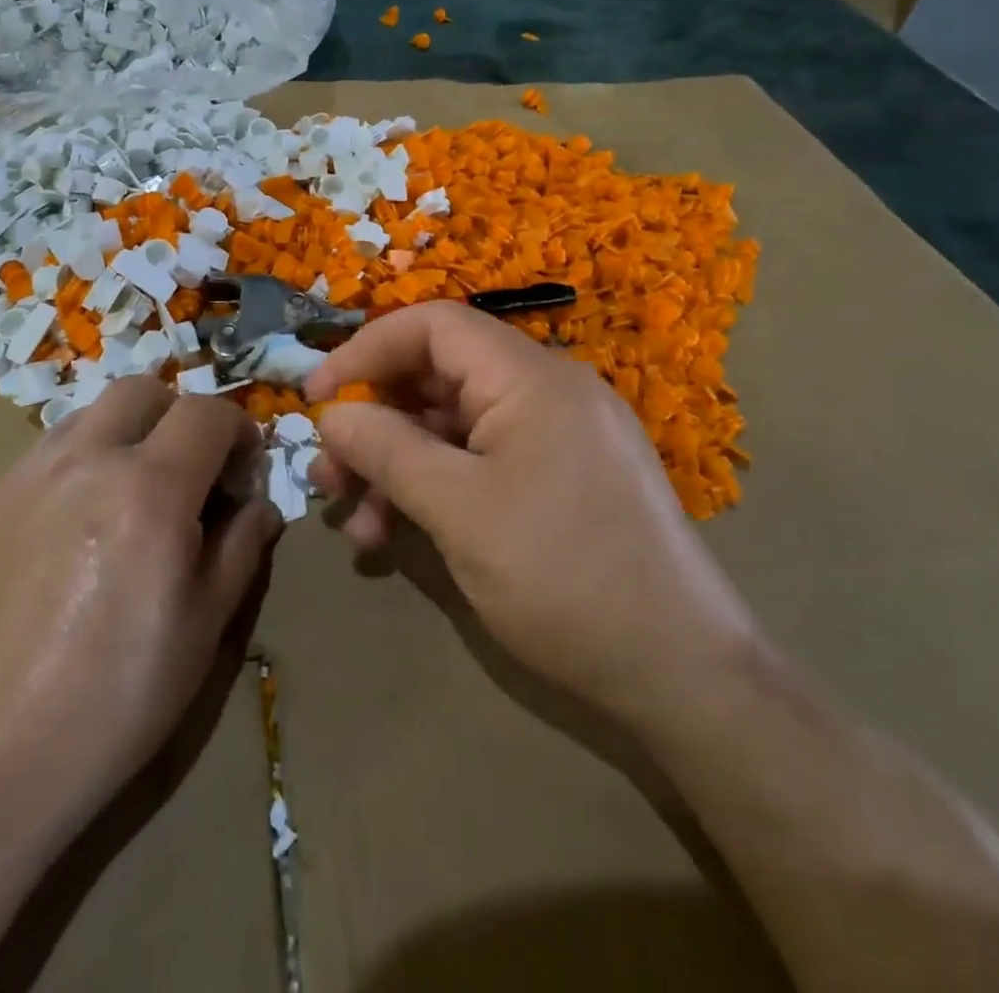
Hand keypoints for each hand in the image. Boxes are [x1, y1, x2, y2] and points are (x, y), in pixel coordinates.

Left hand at [0, 377, 280, 830]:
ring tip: (131, 495)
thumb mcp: (206, 625)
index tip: (242, 472)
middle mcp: (86, 461)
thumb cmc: (119, 696)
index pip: (206, 412)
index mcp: (150, 489)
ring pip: (89, 415)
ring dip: (126, 434)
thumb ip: (242, 546)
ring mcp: (26, 477)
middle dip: (179, 415)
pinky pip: (46, 454)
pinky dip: (80, 464)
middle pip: (142, 391)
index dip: (237, 432)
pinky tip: (77, 527)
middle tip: (188, 471)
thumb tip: (259, 505)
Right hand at [306, 303, 760, 731]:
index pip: (433, 326)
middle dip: (374, 421)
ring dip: (397, 465)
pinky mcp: (560, 477)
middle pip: (438, 378)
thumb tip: (333, 416)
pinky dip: (436, 488)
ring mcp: (557, 435)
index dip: (366, 350)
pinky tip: (397, 536)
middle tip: (328, 474)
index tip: (316, 397)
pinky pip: (482, 461)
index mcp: (530, 378)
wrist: (682, 674)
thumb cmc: (563, 577)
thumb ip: (387, 450)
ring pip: (454, 427)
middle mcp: (546, 391)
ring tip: (356, 520)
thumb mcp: (458, 511)